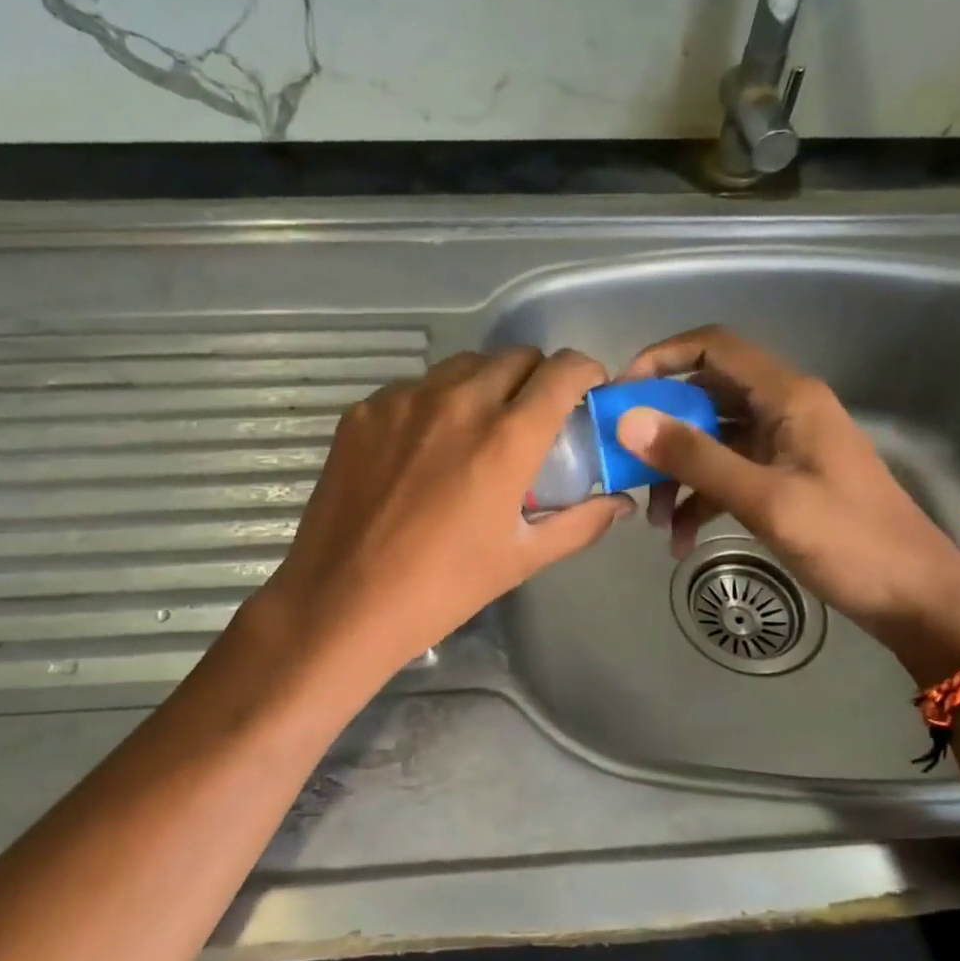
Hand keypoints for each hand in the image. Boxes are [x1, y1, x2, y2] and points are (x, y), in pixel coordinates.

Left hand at [256, 347, 632, 681]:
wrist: (341, 603)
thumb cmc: (442, 588)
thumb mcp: (521, 558)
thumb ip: (580, 523)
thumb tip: (618, 502)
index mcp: (506, 438)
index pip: (562, 370)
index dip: (584, 372)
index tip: (586, 391)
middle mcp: (458, 402)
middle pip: (515, 357)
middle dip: (536, 378)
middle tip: (533, 418)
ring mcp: (404, 401)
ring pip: (463, 366)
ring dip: (486, 385)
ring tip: (477, 429)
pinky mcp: (364, 411)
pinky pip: (415, 389)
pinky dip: (434, 404)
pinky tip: (423, 449)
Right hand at [615, 326, 959, 682]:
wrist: (915, 599)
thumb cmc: (849, 542)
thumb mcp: (766, 500)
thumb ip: (696, 457)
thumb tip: (628, 420)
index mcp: (787, 396)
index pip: (713, 348)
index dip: (661, 359)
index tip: (619, 395)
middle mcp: (782, 410)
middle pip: (704, 397)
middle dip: (660, 431)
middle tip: (622, 464)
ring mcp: (781, 447)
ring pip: (710, 441)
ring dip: (677, 475)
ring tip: (655, 522)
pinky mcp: (780, 481)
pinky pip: (726, 476)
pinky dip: (700, 501)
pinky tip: (681, 542)